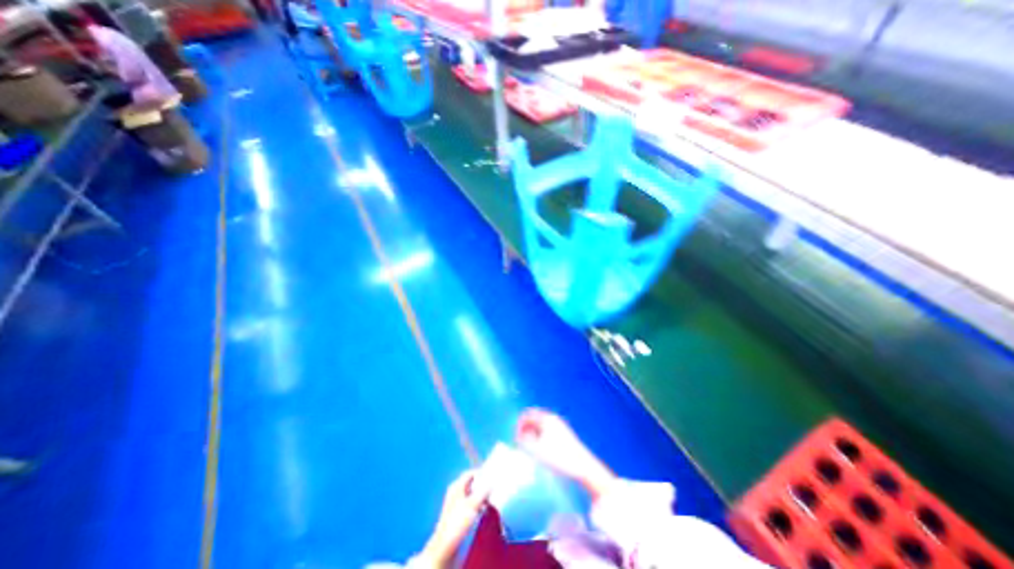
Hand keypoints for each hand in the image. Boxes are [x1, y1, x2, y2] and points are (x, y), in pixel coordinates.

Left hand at [421, 470, 490, 566]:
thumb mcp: (474, 504)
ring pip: (470, 495)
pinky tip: (482, 511)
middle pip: (470, 484)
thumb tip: (491, 484)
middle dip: (481, 486)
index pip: (469, 473)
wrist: (445, 545)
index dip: (480, 473)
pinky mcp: (456, 515)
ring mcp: (455, 504)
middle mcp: (455, 492)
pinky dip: (476, 506)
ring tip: (488, 501)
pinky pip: (469, 505)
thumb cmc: (458, 521)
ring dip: (479, 497)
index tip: (490, 475)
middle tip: (491, 488)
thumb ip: (484, 492)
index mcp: (456, 486)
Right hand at [518, 409, 612, 501]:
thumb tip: (517, 437)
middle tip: (521, 444)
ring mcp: (559, 425)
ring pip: (540, 425)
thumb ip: (523, 442)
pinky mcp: (563, 434)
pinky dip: (540, 437)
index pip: (526, 415)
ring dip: (532, 434)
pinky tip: (541, 451)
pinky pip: (546, 431)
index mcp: (546, 418)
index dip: (518, 426)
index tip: (515, 440)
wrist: (583, 466)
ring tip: (530, 449)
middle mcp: (552, 418)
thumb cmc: (559, 457)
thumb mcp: (537, 450)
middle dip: (525, 429)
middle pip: (533, 419)